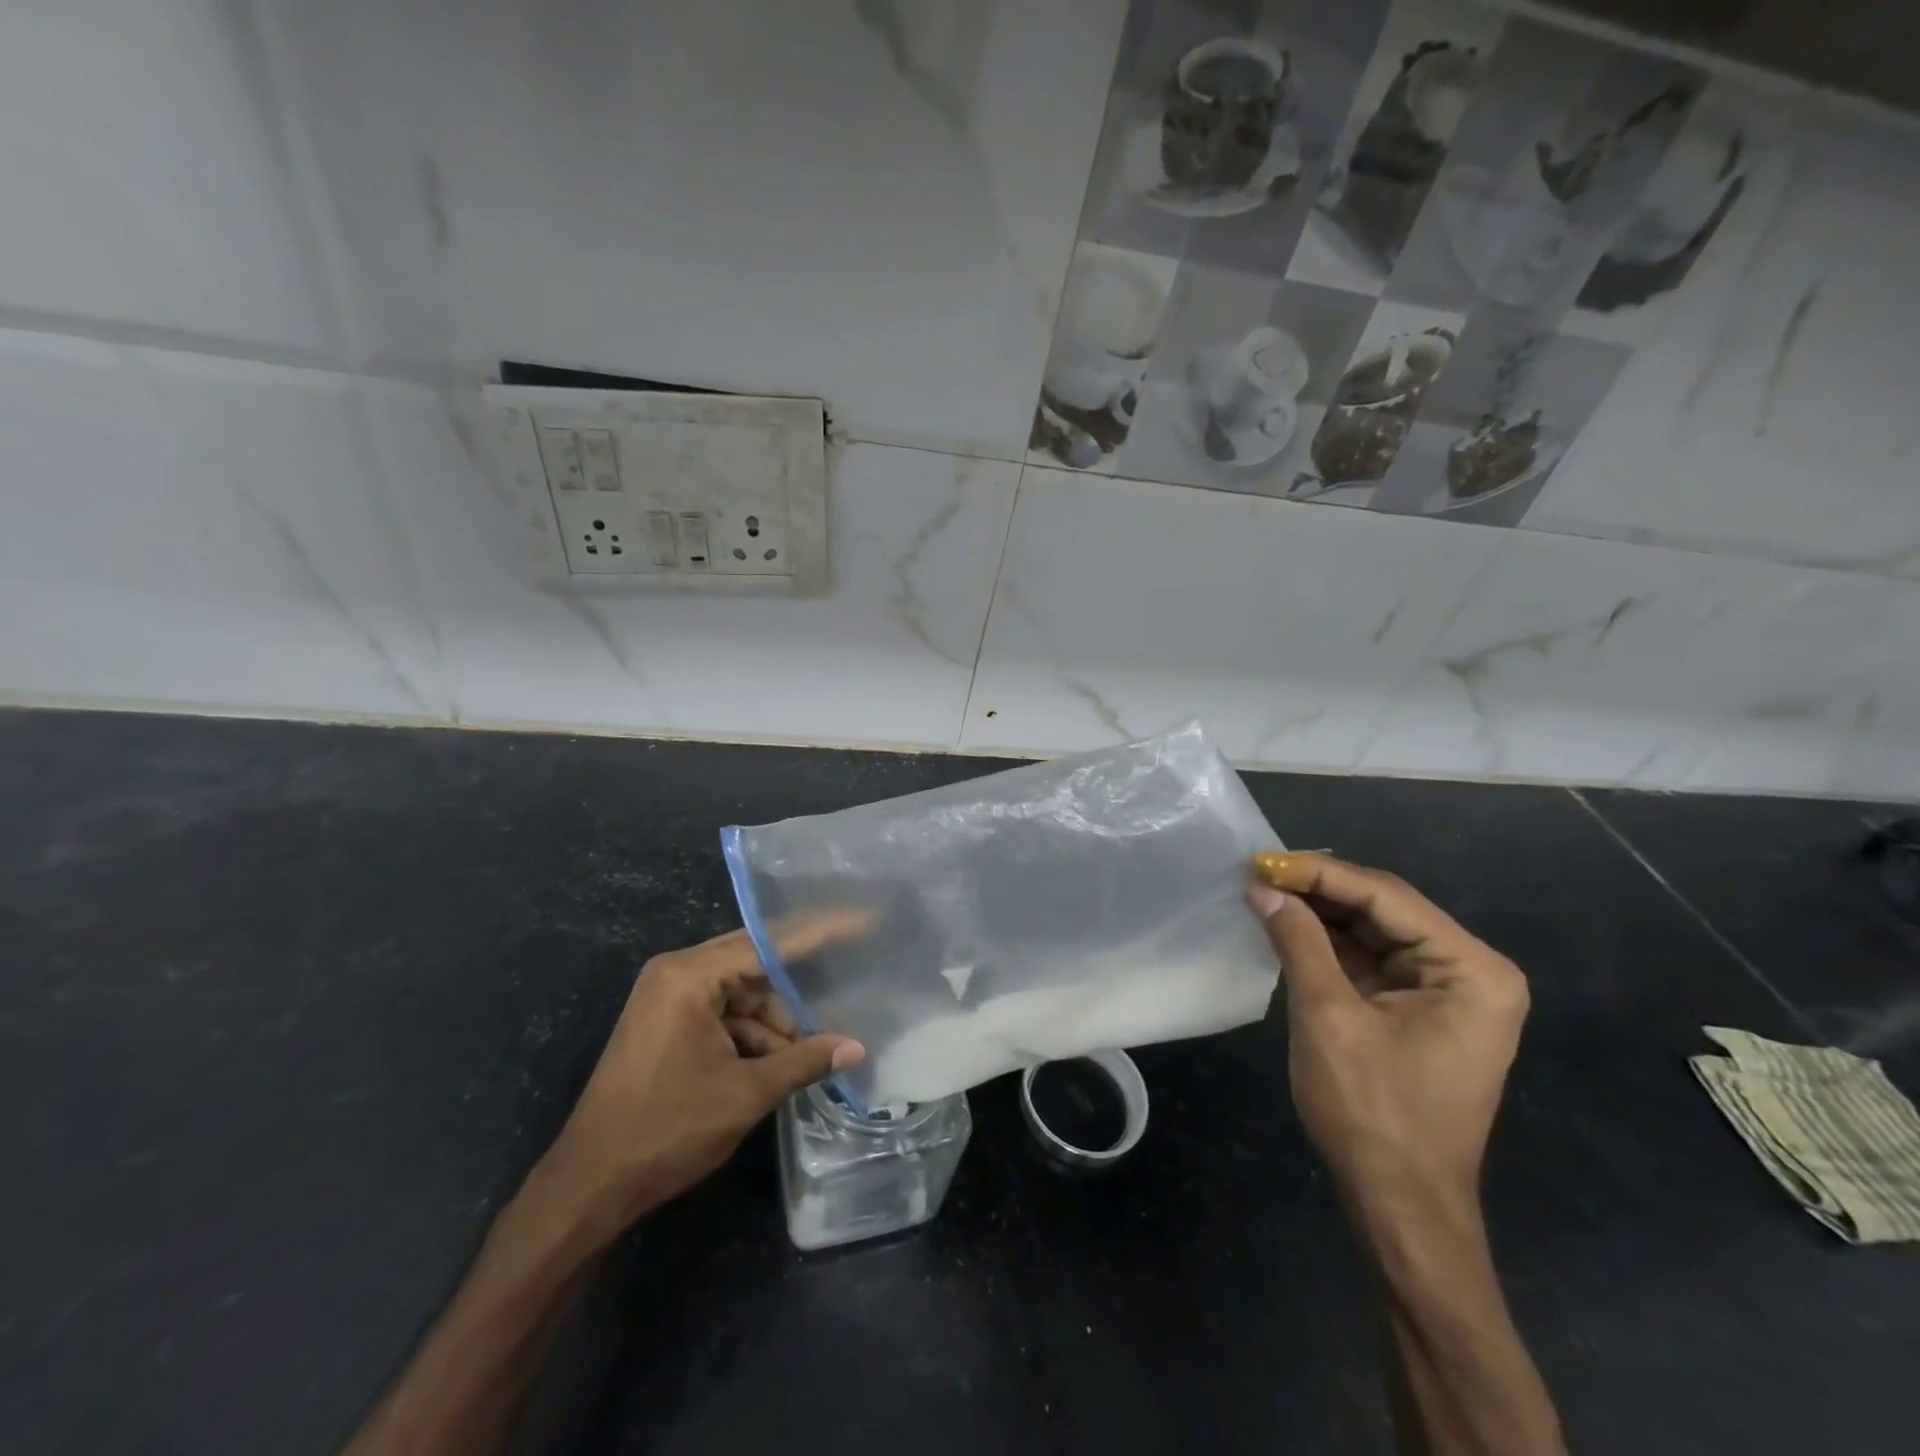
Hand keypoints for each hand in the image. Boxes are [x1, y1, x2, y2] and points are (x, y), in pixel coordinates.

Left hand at [529, 914, 867, 1245]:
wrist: (588, 1185)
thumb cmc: (666, 1129)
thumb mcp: (744, 1094)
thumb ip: (803, 1062)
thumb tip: (856, 1048)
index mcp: (689, 975)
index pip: (769, 942)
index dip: (820, 933)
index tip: (862, 921)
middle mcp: (676, 973)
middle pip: (755, 962)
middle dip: (799, 986)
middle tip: (850, 978)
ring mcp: (668, 997)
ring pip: (741, 992)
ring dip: (776, 1022)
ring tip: (815, 1050)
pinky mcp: (666, 1022)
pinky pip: (722, 1012)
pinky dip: (752, 1034)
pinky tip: (782, 1061)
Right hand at [1248, 852, 1527, 1207]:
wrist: (1400, 1204)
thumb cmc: (1372, 1112)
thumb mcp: (1328, 1017)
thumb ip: (1299, 942)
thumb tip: (1262, 887)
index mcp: (1471, 969)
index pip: (1387, 896)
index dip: (1320, 873)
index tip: (1261, 860)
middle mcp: (1469, 970)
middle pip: (1383, 907)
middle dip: (1318, 889)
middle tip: (1257, 872)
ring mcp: (1446, 990)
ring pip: (1373, 929)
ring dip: (1318, 912)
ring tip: (1263, 891)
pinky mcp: (1418, 1007)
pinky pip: (1369, 958)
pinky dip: (1326, 942)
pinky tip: (1286, 924)